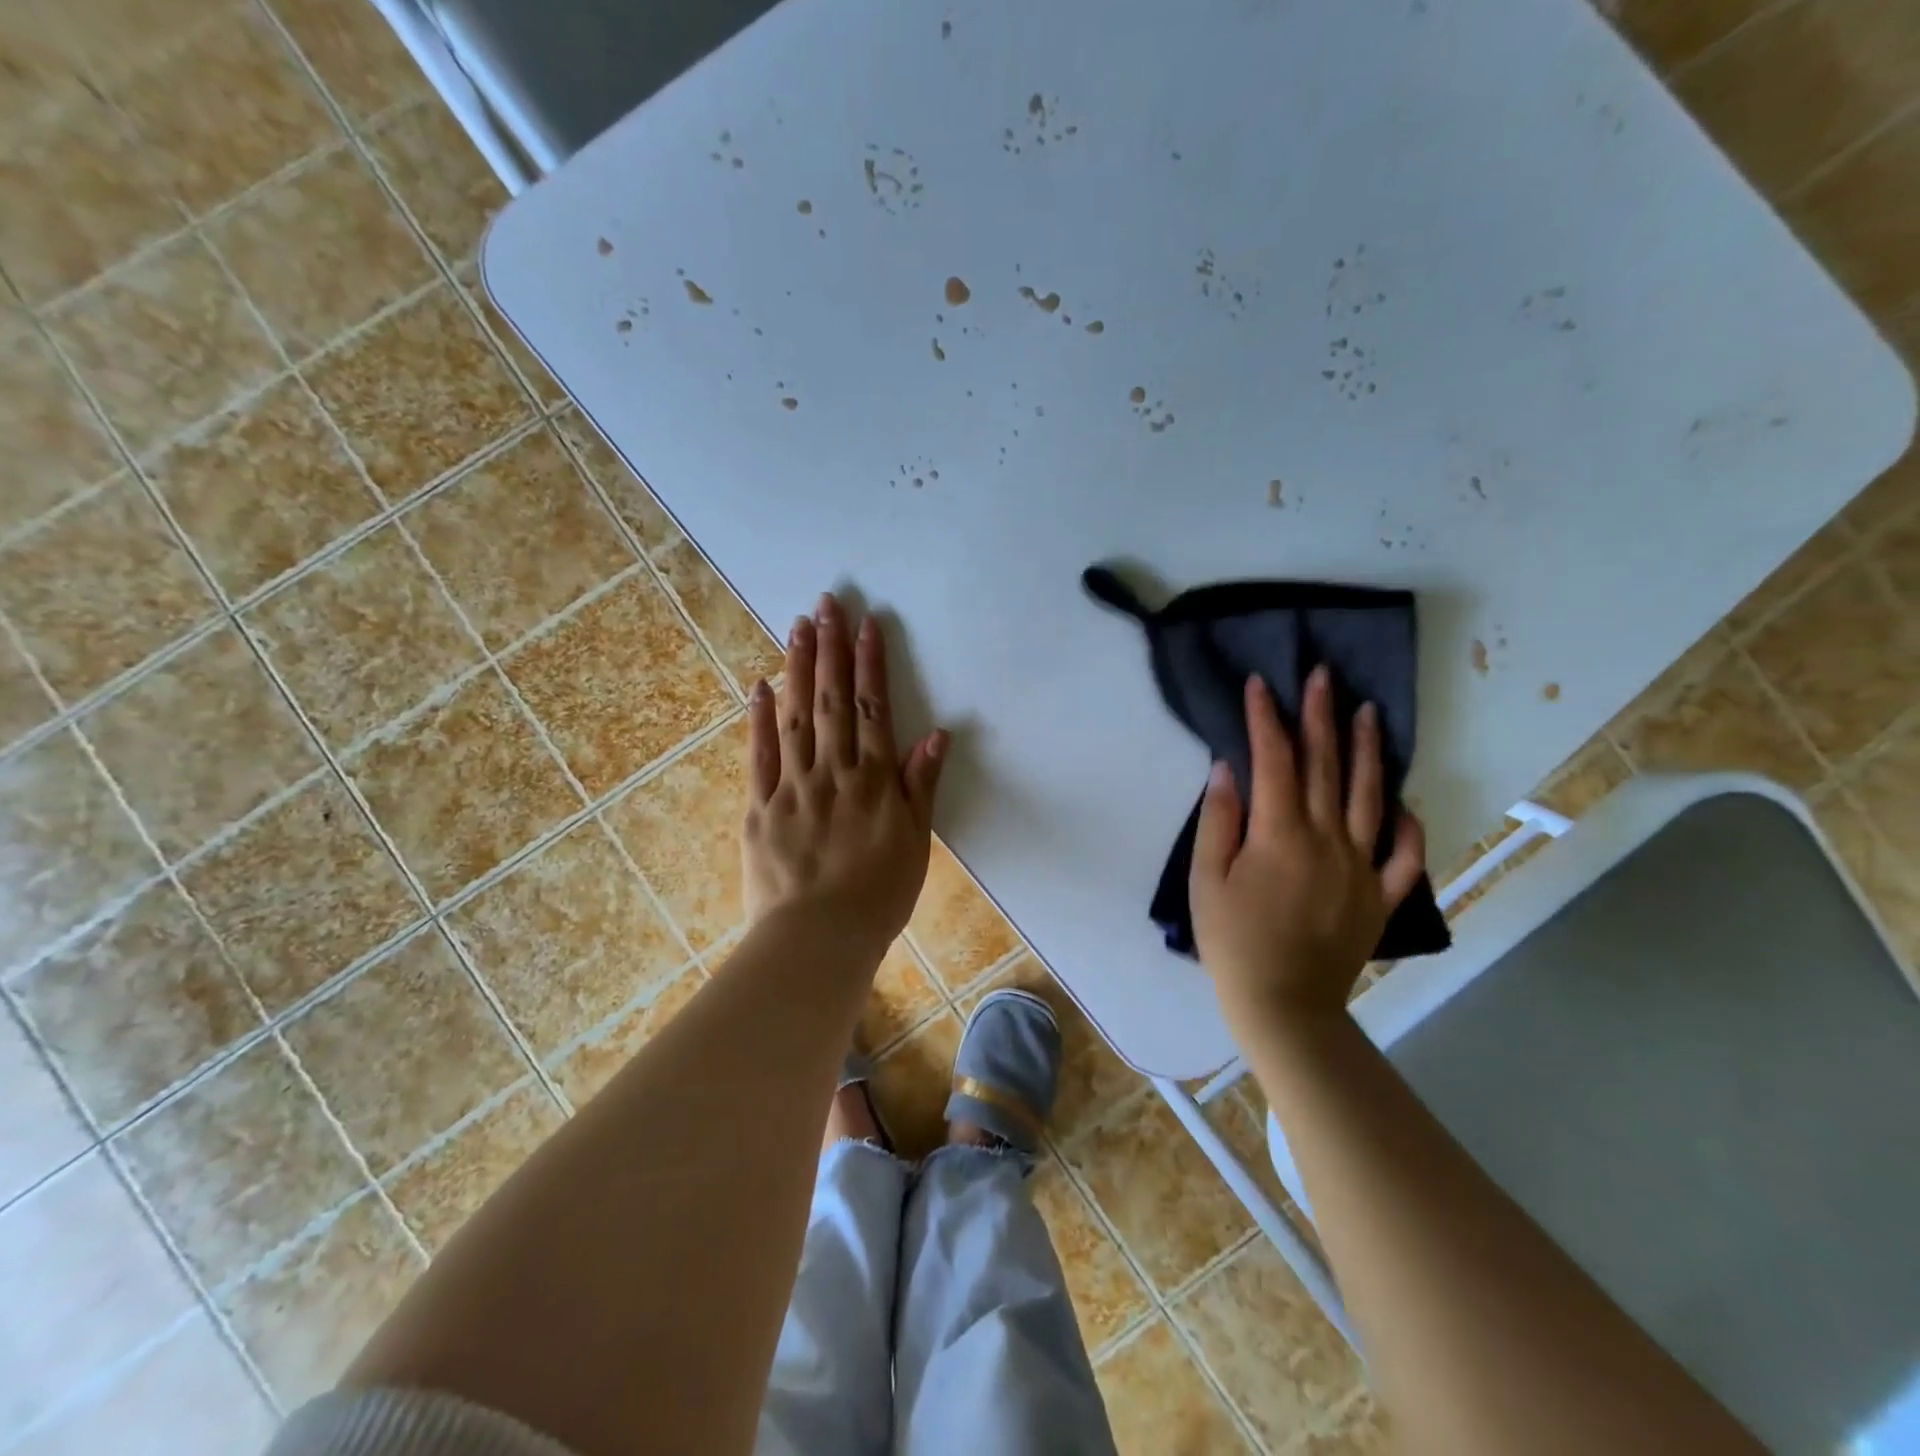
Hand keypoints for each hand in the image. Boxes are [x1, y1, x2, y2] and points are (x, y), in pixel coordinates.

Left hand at [742, 593, 947, 952]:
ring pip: (796, 717)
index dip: (871, 663)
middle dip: (831, 649)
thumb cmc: (878, 895)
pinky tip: (759, 685)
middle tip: (826, 604)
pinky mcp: (760, 808)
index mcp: (874, 780)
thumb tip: (936, 733)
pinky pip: (759, 756)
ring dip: (797, 669)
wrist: (819, 939)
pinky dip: (759, 719)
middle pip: (832, 700)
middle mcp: (833, 771)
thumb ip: (922, 785)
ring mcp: (792, 786)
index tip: (868, 623)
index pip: (873, 708)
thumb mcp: (915, 842)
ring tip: (796, 627)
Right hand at [1190, 666, 1426, 1032]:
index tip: (1261, 684)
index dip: (1266, 719)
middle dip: (1321, 716)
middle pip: (1327, 767)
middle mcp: (1328, 840)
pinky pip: (1404, 855)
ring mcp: (1362, 867)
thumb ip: (1219, 820)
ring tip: (1369, 712)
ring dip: (1368, 751)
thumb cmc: (1232, 940)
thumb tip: (1228, 769)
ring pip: (1371, 797)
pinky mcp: (1380, 896)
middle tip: (1323, 675)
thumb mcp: (1206, 879)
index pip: (1275, 761)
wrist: (1284, 1005)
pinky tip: (1401, 802)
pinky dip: (1406, 825)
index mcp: (1280, 834)